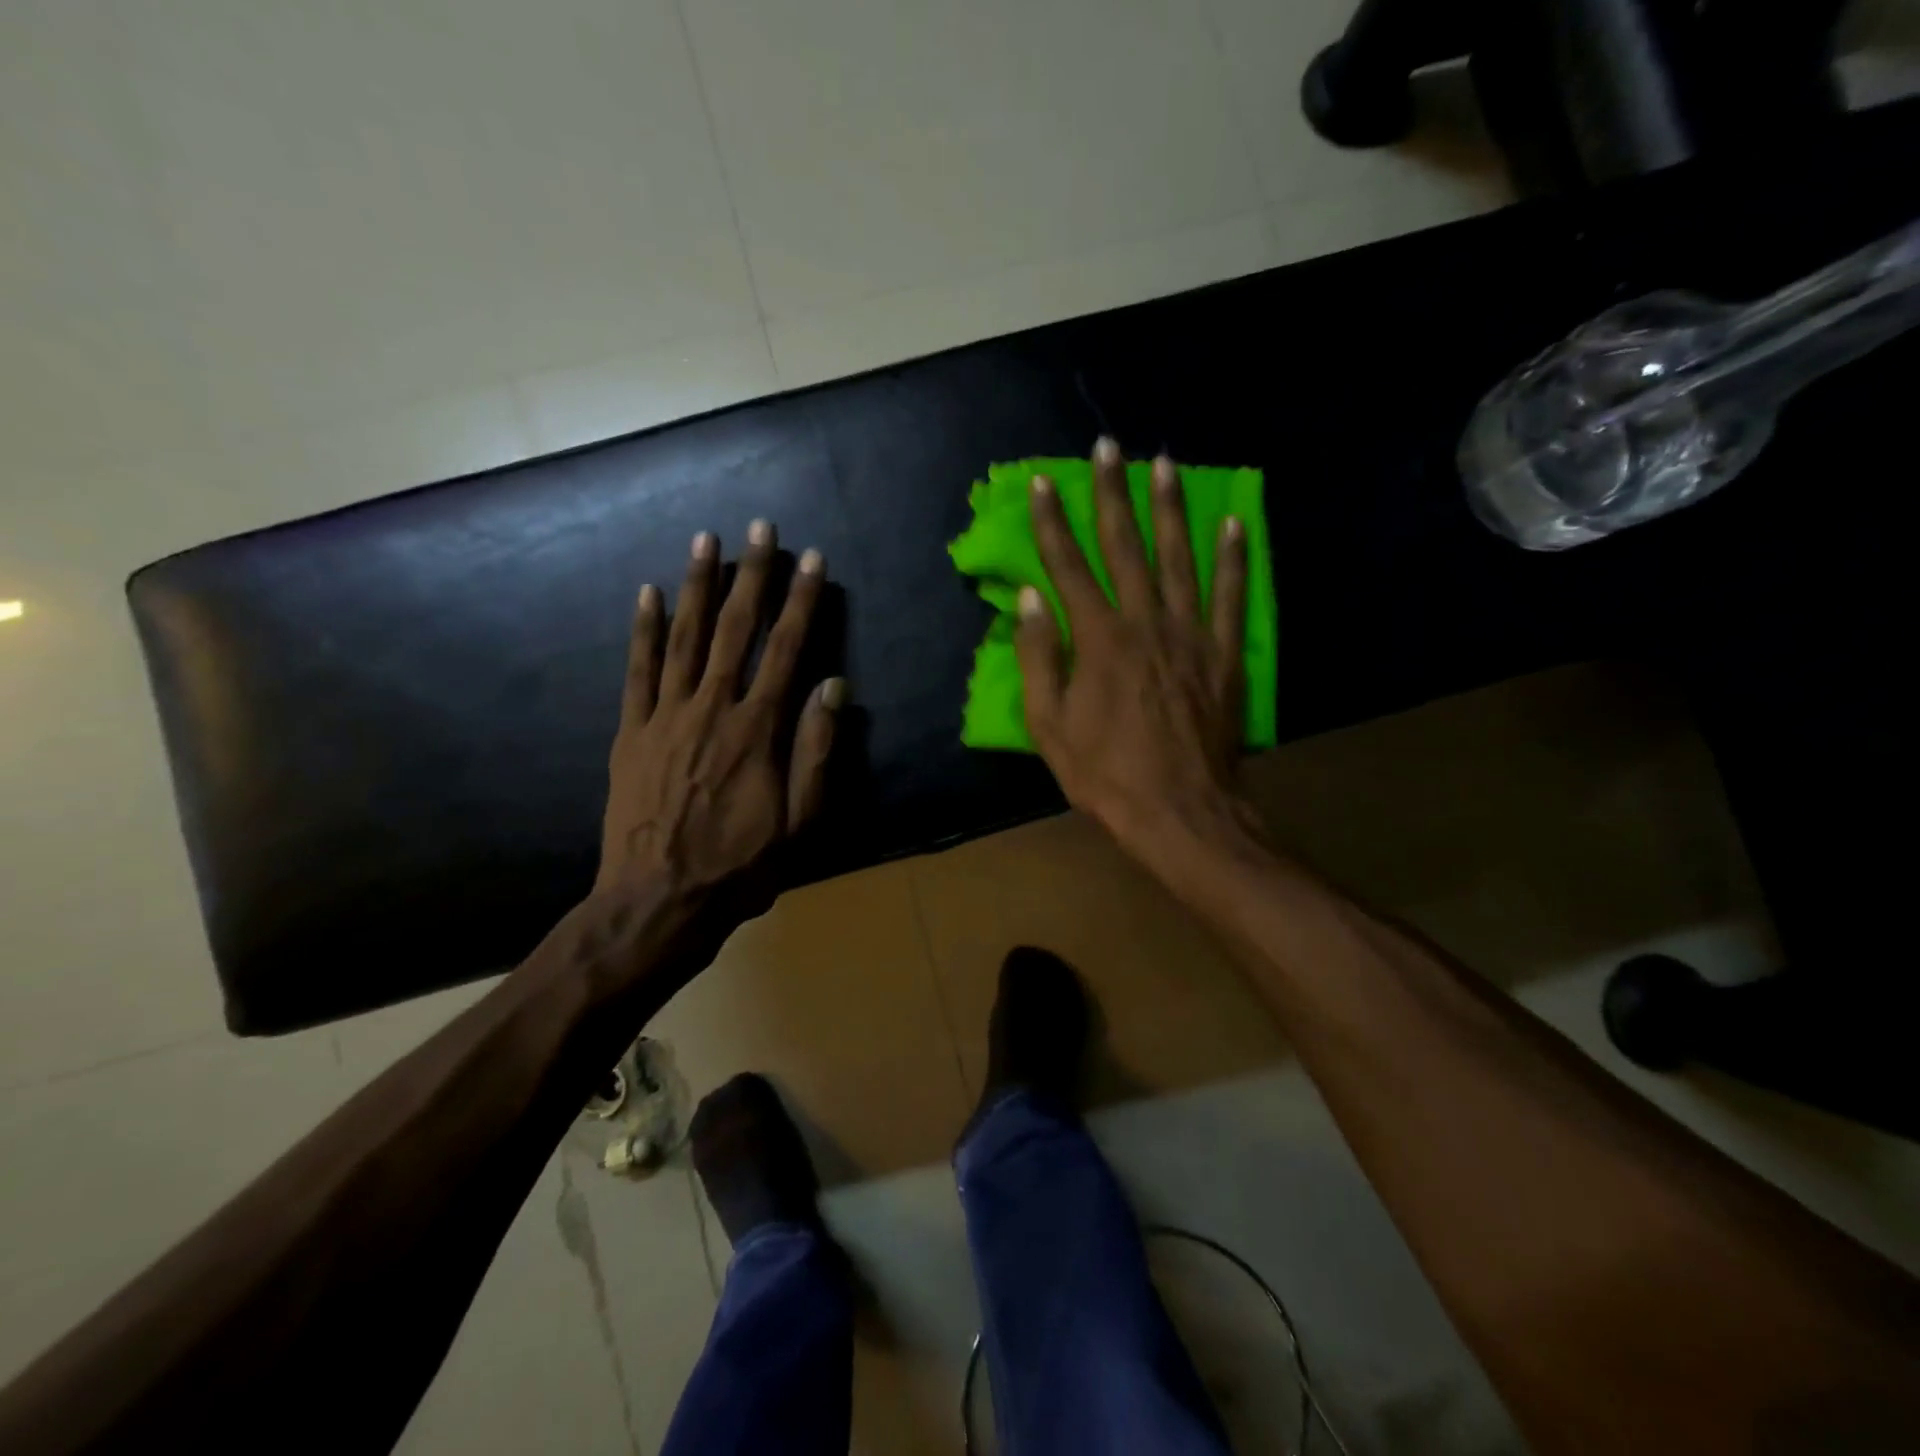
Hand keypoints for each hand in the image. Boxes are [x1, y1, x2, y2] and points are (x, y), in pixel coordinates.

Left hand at [596, 521, 843, 911]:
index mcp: (757, 730)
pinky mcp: (631, 732)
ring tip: (706, 539)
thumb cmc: (740, 866)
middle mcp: (712, 708)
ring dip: (696, 585)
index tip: (813, 560)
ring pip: (683, 637)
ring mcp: (665, 716)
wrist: (657, 902)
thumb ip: (817, 750)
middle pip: (735, 629)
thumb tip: (835, 687)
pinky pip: (636, 670)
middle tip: (761, 527)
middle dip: (752, 574)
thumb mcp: (801, 822)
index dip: (802, 602)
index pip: (787, 650)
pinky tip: (646, 593)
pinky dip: (642, 629)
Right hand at [1016, 439, 1260, 872]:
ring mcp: (1191, 634)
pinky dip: (1233, 557)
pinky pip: (1230, 595)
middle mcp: (1145, 622)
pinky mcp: (1224, 653)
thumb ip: (1038, 658)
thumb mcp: (1050, 726)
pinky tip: (1233, 522)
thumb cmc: (1105, 774)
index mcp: (1098, 639)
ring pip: (1179, 557)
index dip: (1053, 523)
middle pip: (1125, 546)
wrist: (1181, 810)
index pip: (1068, 567)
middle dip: (1112, 493)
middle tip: (1108, 447)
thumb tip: (1029, 599)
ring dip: (1170, 508)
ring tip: (1164, 464)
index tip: (1045, 483)